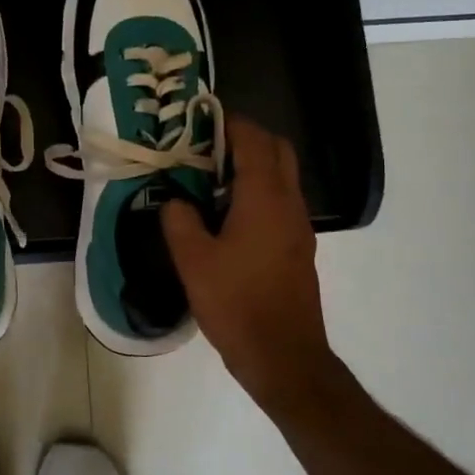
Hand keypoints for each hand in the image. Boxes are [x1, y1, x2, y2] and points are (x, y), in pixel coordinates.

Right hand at [161, 118, 331, 405]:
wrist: (283, 356)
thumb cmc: (236, 303)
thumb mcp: (193, 260)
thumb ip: (179, 220)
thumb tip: (175, 200)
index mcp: (264, 198)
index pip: (253, 140)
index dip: (229, 122)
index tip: (200, 118)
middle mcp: (289, 203)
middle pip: (277, 150)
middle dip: (246, 138)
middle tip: (207, 146)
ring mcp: (299, 226)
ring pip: (282, 176)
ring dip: (253, 165)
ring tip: (210, 177)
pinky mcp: (298, 247)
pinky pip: (281, 202)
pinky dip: (258, 191)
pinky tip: (227, 215)